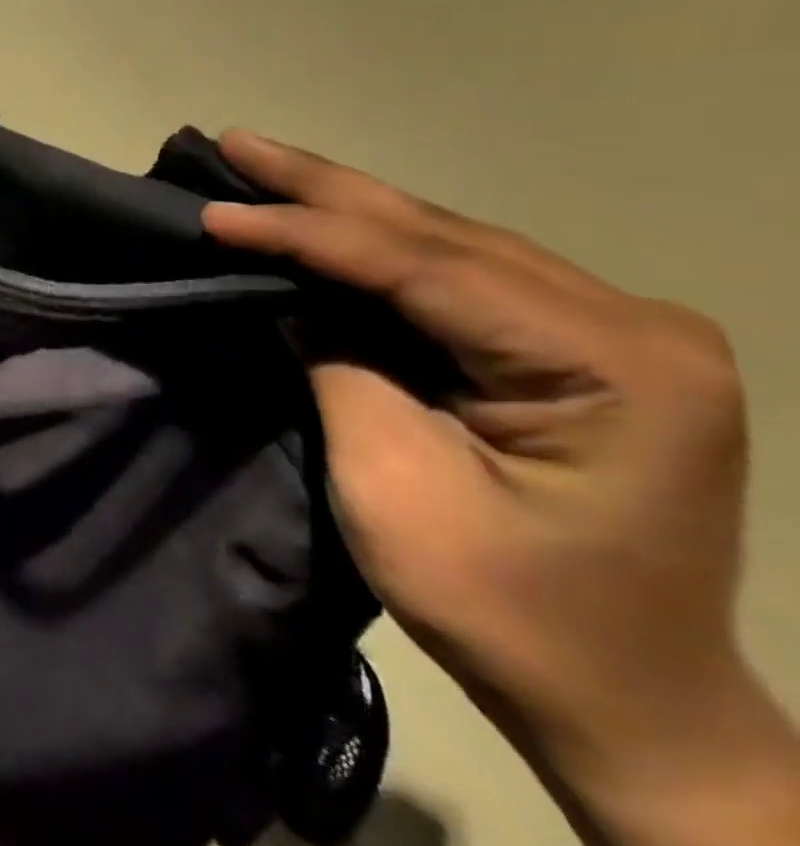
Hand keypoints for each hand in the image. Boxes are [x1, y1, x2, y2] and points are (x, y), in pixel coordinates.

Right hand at [201, 134, 792, 833]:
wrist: (625, 703)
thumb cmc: (508, 611)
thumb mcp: (395, 486)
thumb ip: (340, 367)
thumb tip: (288, 298)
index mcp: (613, 362)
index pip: (422, 267)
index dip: (304, 233)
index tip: (216, 212)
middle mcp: (630, 322)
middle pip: (438, 234)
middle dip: (321, 188)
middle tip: (234, 142)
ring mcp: (613, 330)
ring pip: (446, 242)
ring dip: (343, 207)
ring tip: (261, 166)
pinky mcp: (580, 346)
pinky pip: (458, 276)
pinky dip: (376, 248)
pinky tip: (323, 218)